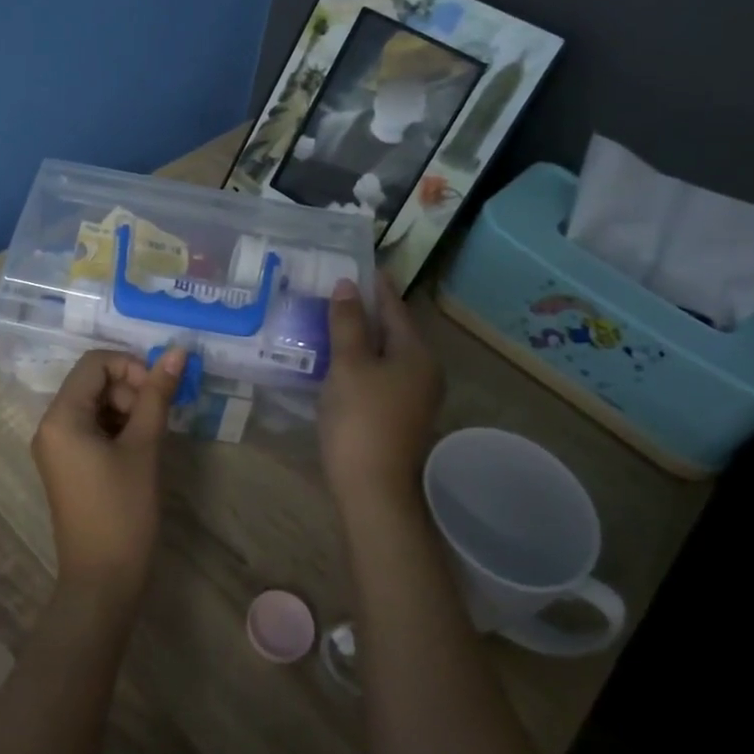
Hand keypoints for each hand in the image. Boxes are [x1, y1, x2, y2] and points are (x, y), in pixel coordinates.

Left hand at [31, 347, 186, 597]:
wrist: (102, 581)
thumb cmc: (123, 511)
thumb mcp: (143, 448)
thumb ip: (157, 396)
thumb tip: (177, 352)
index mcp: (61, 417)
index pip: (95, 363)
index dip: (131, 367)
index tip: (159, 393)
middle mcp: (50, 425)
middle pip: (93, 382)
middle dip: (130, 391)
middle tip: (156, 421)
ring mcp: (56, 447)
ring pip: (95, 404)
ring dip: (127, 410)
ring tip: (150, 439)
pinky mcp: (67, 464)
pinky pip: (91, 428)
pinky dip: (117, 428)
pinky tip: (138, 450)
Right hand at [320, 275, 442, 503]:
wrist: (372, 489)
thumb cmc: (361, 419)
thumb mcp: (349, 365)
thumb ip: (347, 323)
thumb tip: (347, 285)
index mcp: (417, 353)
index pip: (395, 308)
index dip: (376, 286)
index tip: (360, 264)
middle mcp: (423, 371)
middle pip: (392, 330)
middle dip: (365, 310)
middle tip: (336, 289)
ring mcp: (413, 396)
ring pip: (384, 354)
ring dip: (360, 337)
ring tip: (330, 319)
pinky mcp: (398, 415)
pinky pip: (379, 374)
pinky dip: (360, 361)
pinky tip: (336, 359)